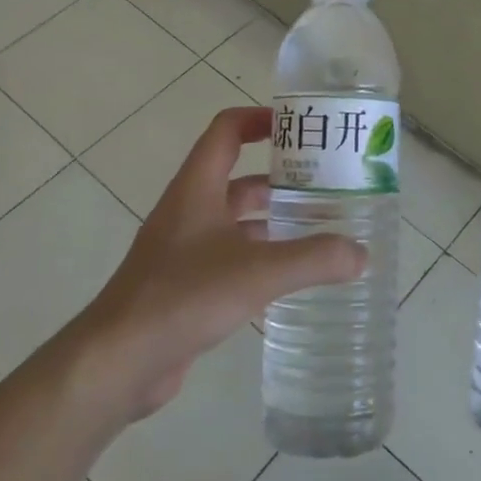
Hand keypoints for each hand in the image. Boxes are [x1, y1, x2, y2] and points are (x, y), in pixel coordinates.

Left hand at [68, 106, 365, 423]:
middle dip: (280, 177)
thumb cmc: (184, 296)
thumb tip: (361, 254)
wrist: (119, 361)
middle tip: (326, 186)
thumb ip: (313, 259)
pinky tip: (291, 278)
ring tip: (320, 231)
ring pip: (236, 221)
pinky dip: (260, 258)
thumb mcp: (258, 272)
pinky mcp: (185, 285)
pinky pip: (230, 258)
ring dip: (272, 220)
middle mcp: (189, 211)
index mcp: (197, 188)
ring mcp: (184, 249)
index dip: (261, 119)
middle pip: (237, 177)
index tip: (300, 128)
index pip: (227, 130)